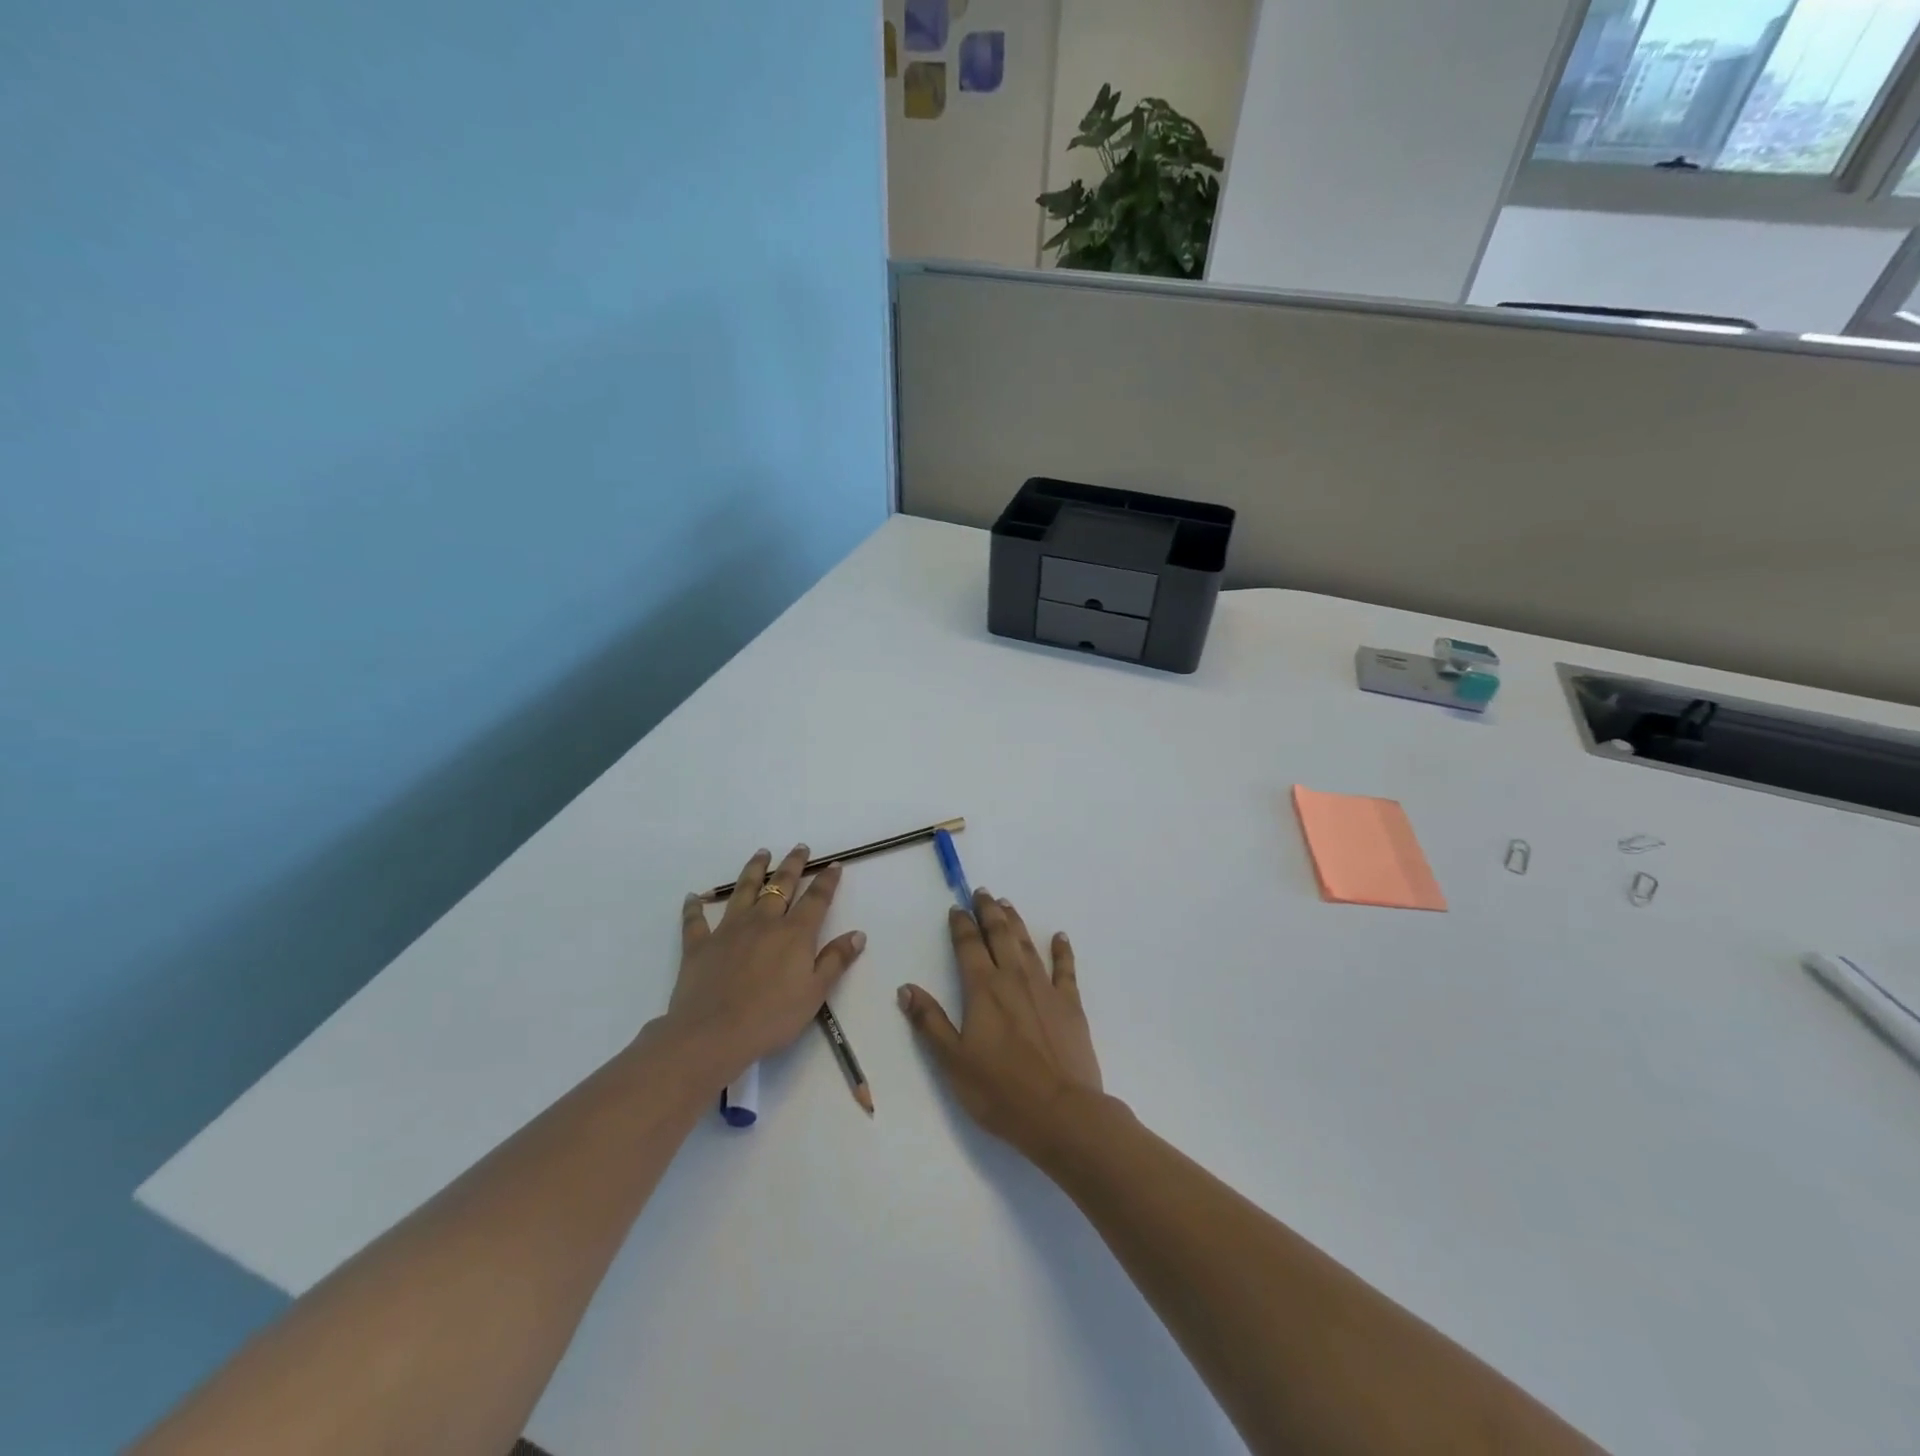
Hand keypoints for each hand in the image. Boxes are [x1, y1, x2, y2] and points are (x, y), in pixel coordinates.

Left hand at [664, 845, 866, 1085]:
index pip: (816, 899)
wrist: (712, 1034)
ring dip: (753, 869)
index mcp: (794, 933)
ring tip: (762, 853)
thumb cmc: (771, 1017)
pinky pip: (695, 920)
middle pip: (780, 885)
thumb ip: (835, 961)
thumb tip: (858, 934)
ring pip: (743, 890)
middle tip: (800, 847)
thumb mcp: (814, 993)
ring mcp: (728, 930)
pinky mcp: (699, 945)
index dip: (826, 881)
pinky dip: (694, 906)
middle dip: (793, 865)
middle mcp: (762, 922)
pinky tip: (693, 896)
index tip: (833, 865)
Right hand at [897, 890, 1102, 1158]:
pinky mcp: (1070, 1004)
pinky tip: (1060, 937)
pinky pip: (1066, 968)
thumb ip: (930, 1022)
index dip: (960, 924)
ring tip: (1007, 904)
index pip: (968, 946)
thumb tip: (906, 988)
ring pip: (1027, 944)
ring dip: (1016, 922)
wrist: (1061, 1112)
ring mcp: (1045, 988)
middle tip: (982, 892)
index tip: (956, 907)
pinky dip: (1062, 950)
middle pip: (1000, 934)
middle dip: (988, 911)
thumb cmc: (999, 1091)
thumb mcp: (952, 1061)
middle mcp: (1013, 978)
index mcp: (983, 989)